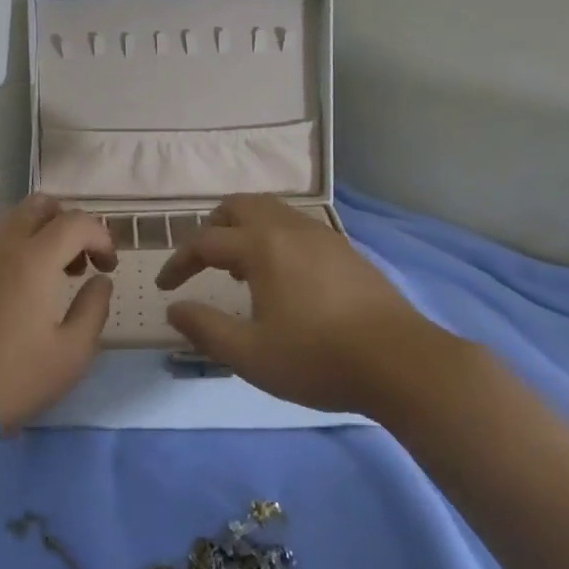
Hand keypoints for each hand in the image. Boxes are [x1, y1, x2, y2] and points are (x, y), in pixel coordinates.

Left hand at [0, 194, 116, 430]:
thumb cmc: (13, 379)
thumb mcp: (72, 354)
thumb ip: (94, 308)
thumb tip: (100, 280)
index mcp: (33, 258)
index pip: (77, 222)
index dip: (101, 237)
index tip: (107, 266)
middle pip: (38, 205)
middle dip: (66, 223)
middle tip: (74, 263)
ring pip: (7, 221)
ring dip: (33, 236)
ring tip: (39, 279)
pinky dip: (3, 253)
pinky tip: (3, 291)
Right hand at [155, 193, 466, 416]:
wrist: (402, 363)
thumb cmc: (318, 359)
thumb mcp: (250, 355)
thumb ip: (205, 329)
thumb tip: (174, 309)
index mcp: (262, 247)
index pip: (205, 242)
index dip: (179, 262)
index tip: (165, 287)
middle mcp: (289, 229)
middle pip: (239, 206)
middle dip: (212, 228)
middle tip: (203, 262)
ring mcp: (322, 235)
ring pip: (271, 212)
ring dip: (245, 231)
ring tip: (240, 271)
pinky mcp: (345, 250)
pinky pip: (295, 227)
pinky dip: (273, 238)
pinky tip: (282, 278)